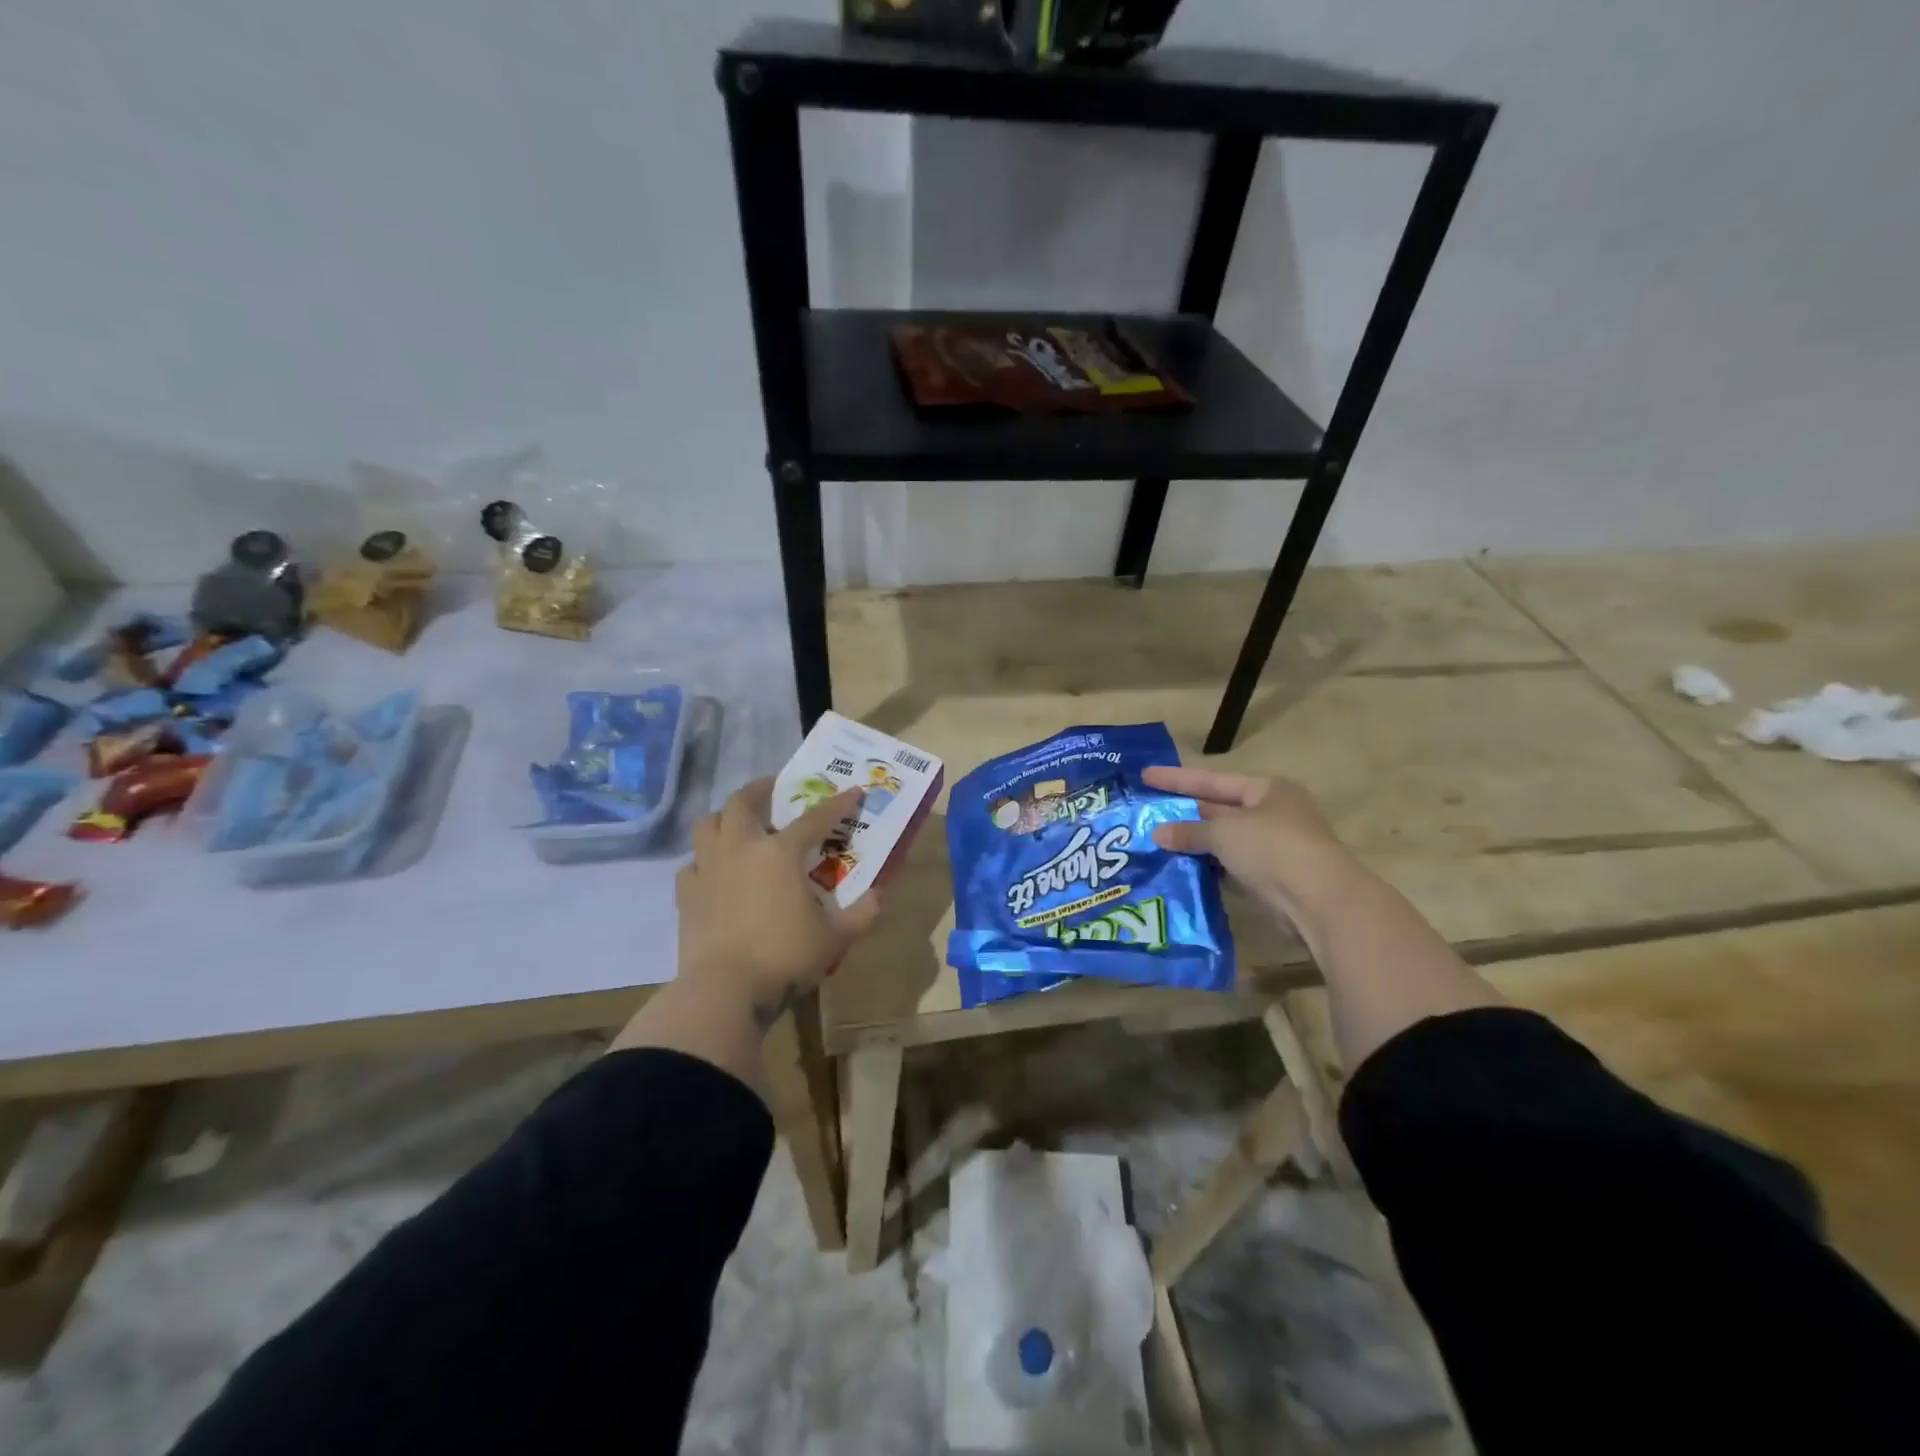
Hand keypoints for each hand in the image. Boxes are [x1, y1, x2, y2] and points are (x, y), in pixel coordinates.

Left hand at [675, 778, 881, 1026]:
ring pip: (708, 825)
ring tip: (739, 824)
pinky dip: (705, 861)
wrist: (725, 991)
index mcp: (780, 853)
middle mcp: (741, 849)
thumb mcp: (836, 939)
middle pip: (743, 802)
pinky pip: (692, 864)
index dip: (838, 803)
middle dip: (761, 789)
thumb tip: (878, 896)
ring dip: (725, 818)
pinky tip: (715, 872)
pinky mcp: (686, 895)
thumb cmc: (785, 957)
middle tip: (775, 790)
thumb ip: (862, 914)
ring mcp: (708, 869)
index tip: (853, 791)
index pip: (815, 818)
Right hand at [1142, 765, 1362, 932]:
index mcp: (1267, 789)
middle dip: (1184, 812)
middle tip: (1147, 812)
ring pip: (1224, 840)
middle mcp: (1272, 813)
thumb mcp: (1224, 832)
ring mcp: (1274, 847)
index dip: (1177, 778)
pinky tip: (1181, 868)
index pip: (1212, 780)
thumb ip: (1189, 831)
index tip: (1144, 775)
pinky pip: (1231, 866)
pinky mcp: (1272, 878)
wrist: (1320, 899)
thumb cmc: (1272, 847)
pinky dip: (1208, 866)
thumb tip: (1158, 834)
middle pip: (1219, 809)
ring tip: (1156, 842)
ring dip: (1194, 842)